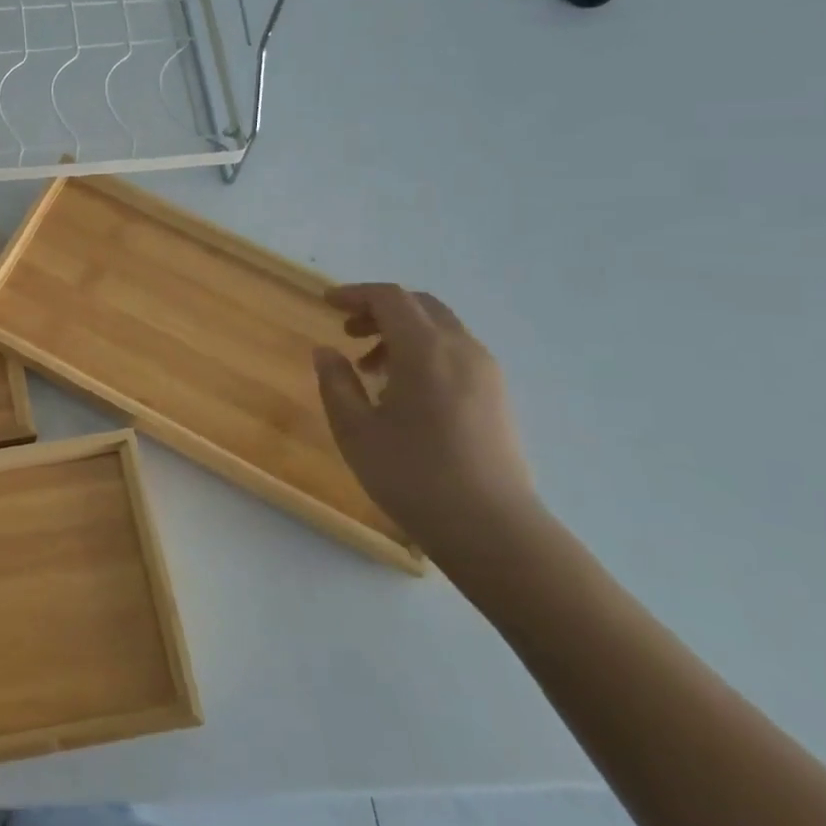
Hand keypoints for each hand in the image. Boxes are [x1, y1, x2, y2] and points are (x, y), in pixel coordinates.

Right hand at [313, 284, 540, 561]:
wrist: (494, 530)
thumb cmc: (413, 475)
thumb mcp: (355, 430)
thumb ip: (336, 382)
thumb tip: (327, 352)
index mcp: (426, 350)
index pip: (390, 298)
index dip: (355, 294)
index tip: (327, 304)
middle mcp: (462, 350)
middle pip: (420, 306)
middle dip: (381, 310)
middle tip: (349, 332)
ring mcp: (487, 374)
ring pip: (441, 330)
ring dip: (403, 334)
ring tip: (372, 370)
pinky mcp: (498, 398)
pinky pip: (457, 354)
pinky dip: (425, 353)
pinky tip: (405, 392)